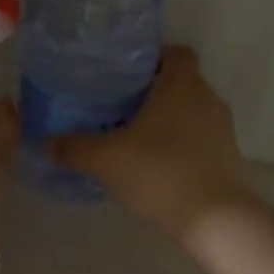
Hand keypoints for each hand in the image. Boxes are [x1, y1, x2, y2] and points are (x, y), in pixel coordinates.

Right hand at [49, 45, 250, 239]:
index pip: (175, 53)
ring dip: (166, 122)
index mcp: (181, 84)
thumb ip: (73, 147)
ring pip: (190, 113)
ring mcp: (222, 130)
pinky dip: (179, 147)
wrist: (213, 219)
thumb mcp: (104, 159)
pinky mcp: (227, 159)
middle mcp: (207, 99)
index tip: (124, 76)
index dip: (151, 60)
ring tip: (133, 139)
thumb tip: (46, 142)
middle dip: (152, 94)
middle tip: (118, 108)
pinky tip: (154, 167)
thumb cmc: (158, 171)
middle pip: (180, 83)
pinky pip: (198, 141)